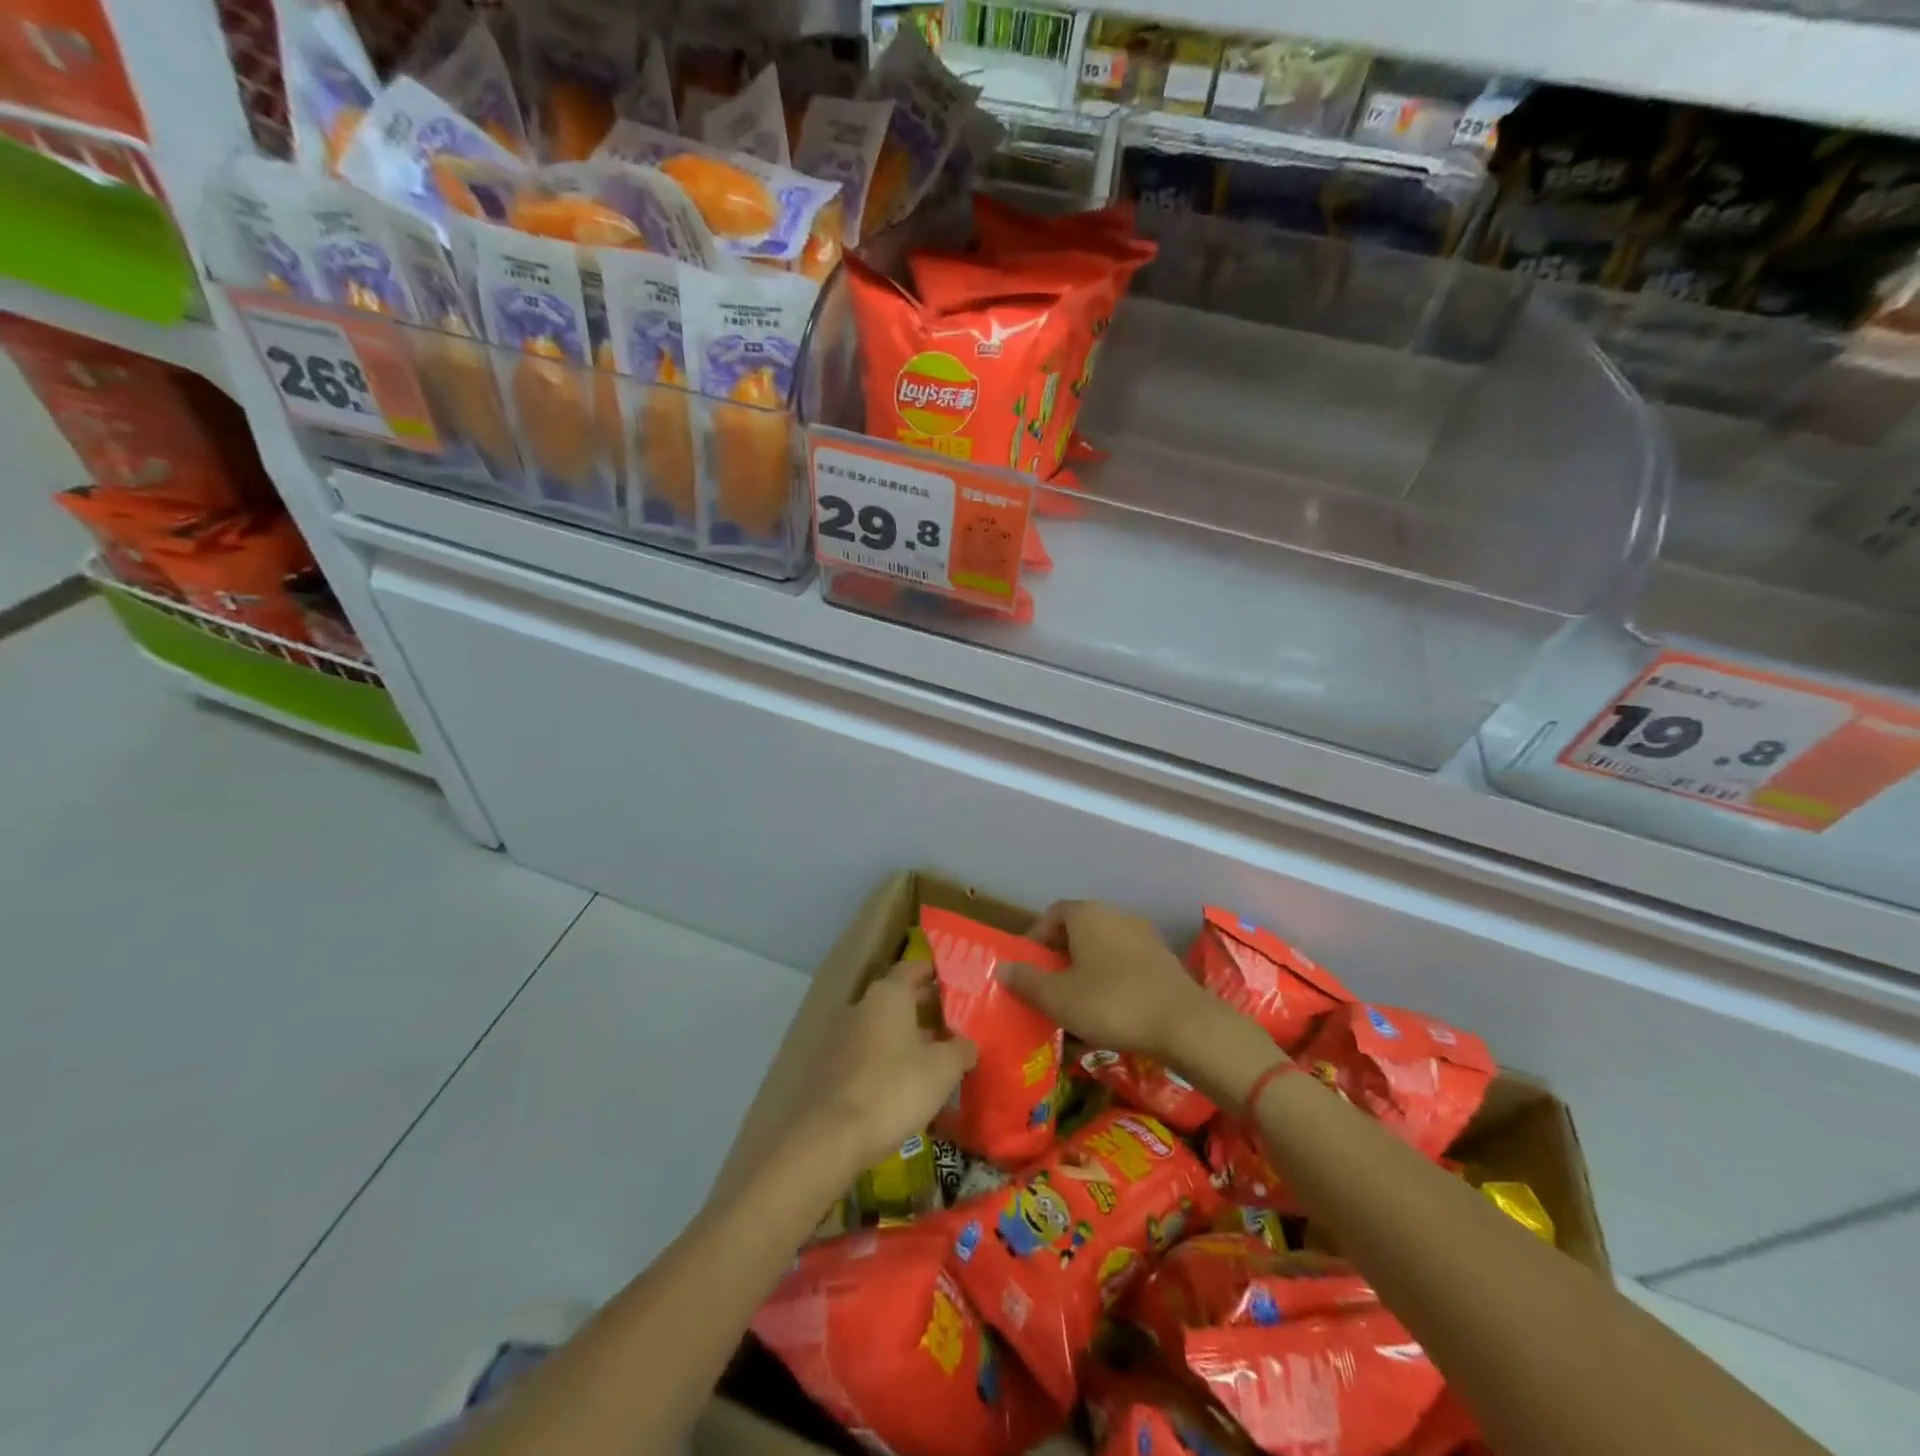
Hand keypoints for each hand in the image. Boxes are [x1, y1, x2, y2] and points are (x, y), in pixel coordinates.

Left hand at [800, 959, 976, 1174]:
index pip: (913, 968)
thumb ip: (960, 1050)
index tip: (953, 982)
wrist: (831, 1137)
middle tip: (950, 1023)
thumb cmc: (894, 1089)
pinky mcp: (828, 1066)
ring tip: (930, 1057)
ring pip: (880, 1026)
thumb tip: (966, 1044)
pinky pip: (864, 1052)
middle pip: (896, 997)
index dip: (933, 972)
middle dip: (922, 1007)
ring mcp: (840, 1036)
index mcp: (888, 995)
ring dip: (903, 1036)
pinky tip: (900, 1083)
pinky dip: (883, 1059)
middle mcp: (861, 1006)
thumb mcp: (943, 1070)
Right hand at [1002, 900, 1218, 1062]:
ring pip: (1103, 947)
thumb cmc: (1111, 1003)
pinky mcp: (1164, 959)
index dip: (1036, 938)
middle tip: (1048, 986)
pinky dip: (1112, 979)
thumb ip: (1027, 981)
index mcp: (1087, 914)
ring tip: (1077, 1002)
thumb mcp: (1058, 997)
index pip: (1052, 914)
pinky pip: (1126, 963)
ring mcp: (1144, 935)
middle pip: (1079, 929)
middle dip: (1060, 955)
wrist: (1184, 1024)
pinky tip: (1110, 1010)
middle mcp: (1116, 914)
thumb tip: (1002, 967)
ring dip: (1087, 968)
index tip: (1028, 967)